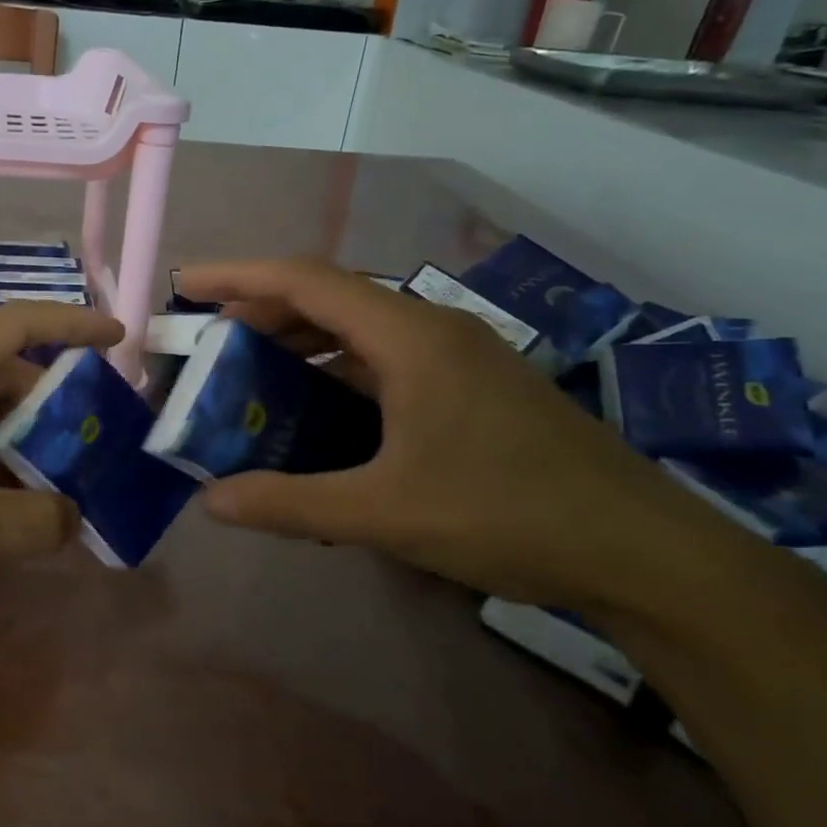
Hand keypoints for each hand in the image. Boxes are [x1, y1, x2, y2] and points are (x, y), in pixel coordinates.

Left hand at [0, 302, 123, 628]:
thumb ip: (37, 521)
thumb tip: (73, 517)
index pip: (20, 324)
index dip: (73, 324)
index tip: (119, 339)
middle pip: (9, 373)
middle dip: (59, 403)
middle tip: (104, 438)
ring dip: (29, 440)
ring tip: (74, 476)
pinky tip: (22, 504)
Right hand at [177, 258, 754, 612]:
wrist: (642, 550)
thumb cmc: (509, 516)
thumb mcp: (385, 514)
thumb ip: (291, 504)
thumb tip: (211, 503)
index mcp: (410, 338)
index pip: (306, 280)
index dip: (237, 276)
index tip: (185, 286)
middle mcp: (432, 330)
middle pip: (329, 297)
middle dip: (262, 313)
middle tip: (211, 348)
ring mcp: (456, 356)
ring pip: (358, 329)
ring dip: (300, 343)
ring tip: (252, 378)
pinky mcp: (470, 385)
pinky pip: (384, 360)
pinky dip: (337, 372)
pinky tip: (318, 413)